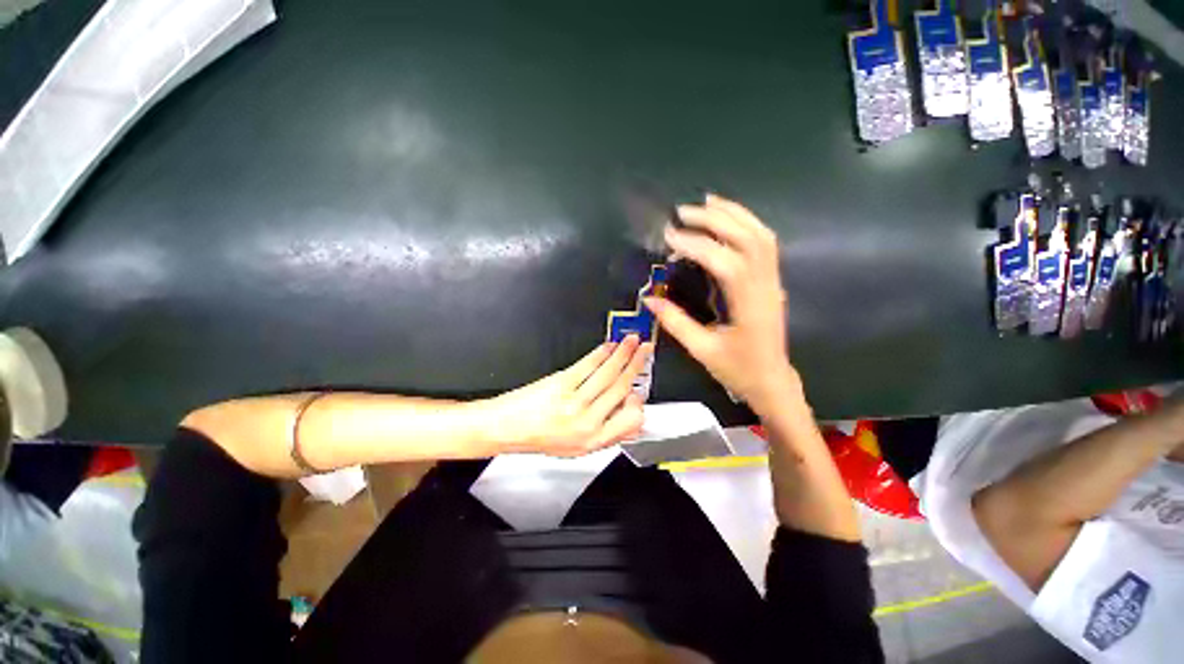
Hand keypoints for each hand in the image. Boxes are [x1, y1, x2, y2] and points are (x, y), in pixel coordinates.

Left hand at [482, 335, 650, 456]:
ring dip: (624, 353)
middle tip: (645, 350)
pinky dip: (602, 352)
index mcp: (593, 440)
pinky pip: (589, 365)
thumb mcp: (576, 448)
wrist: (506, 428)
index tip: (640, 388)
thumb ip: (606, 434)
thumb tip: (628, 418)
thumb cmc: (537, 436)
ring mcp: (574, 401)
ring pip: (609, 372)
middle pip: (622, 387)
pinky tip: (608, 346)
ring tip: (632, 341)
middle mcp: (586, 421)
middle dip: (637, 364)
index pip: (631, 420)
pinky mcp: (561, 384)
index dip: (639, 401)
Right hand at [645, 194, 795, 412]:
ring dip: (734, 214)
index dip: (697, 246)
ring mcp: (772, 281)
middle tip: (683, 213)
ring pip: (760, 235)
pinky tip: (729, 217)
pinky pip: (765, 243)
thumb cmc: (737, 368)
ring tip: (707, 202)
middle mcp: (764, 286)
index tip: (670, 237)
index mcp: (748, 305)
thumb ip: (675, 322)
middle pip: (746, 239)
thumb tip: (649, 299)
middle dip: (714, 220)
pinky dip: (747, 223)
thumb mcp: (702, 349)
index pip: (725, 263)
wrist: (771, 379)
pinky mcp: (771, 281)